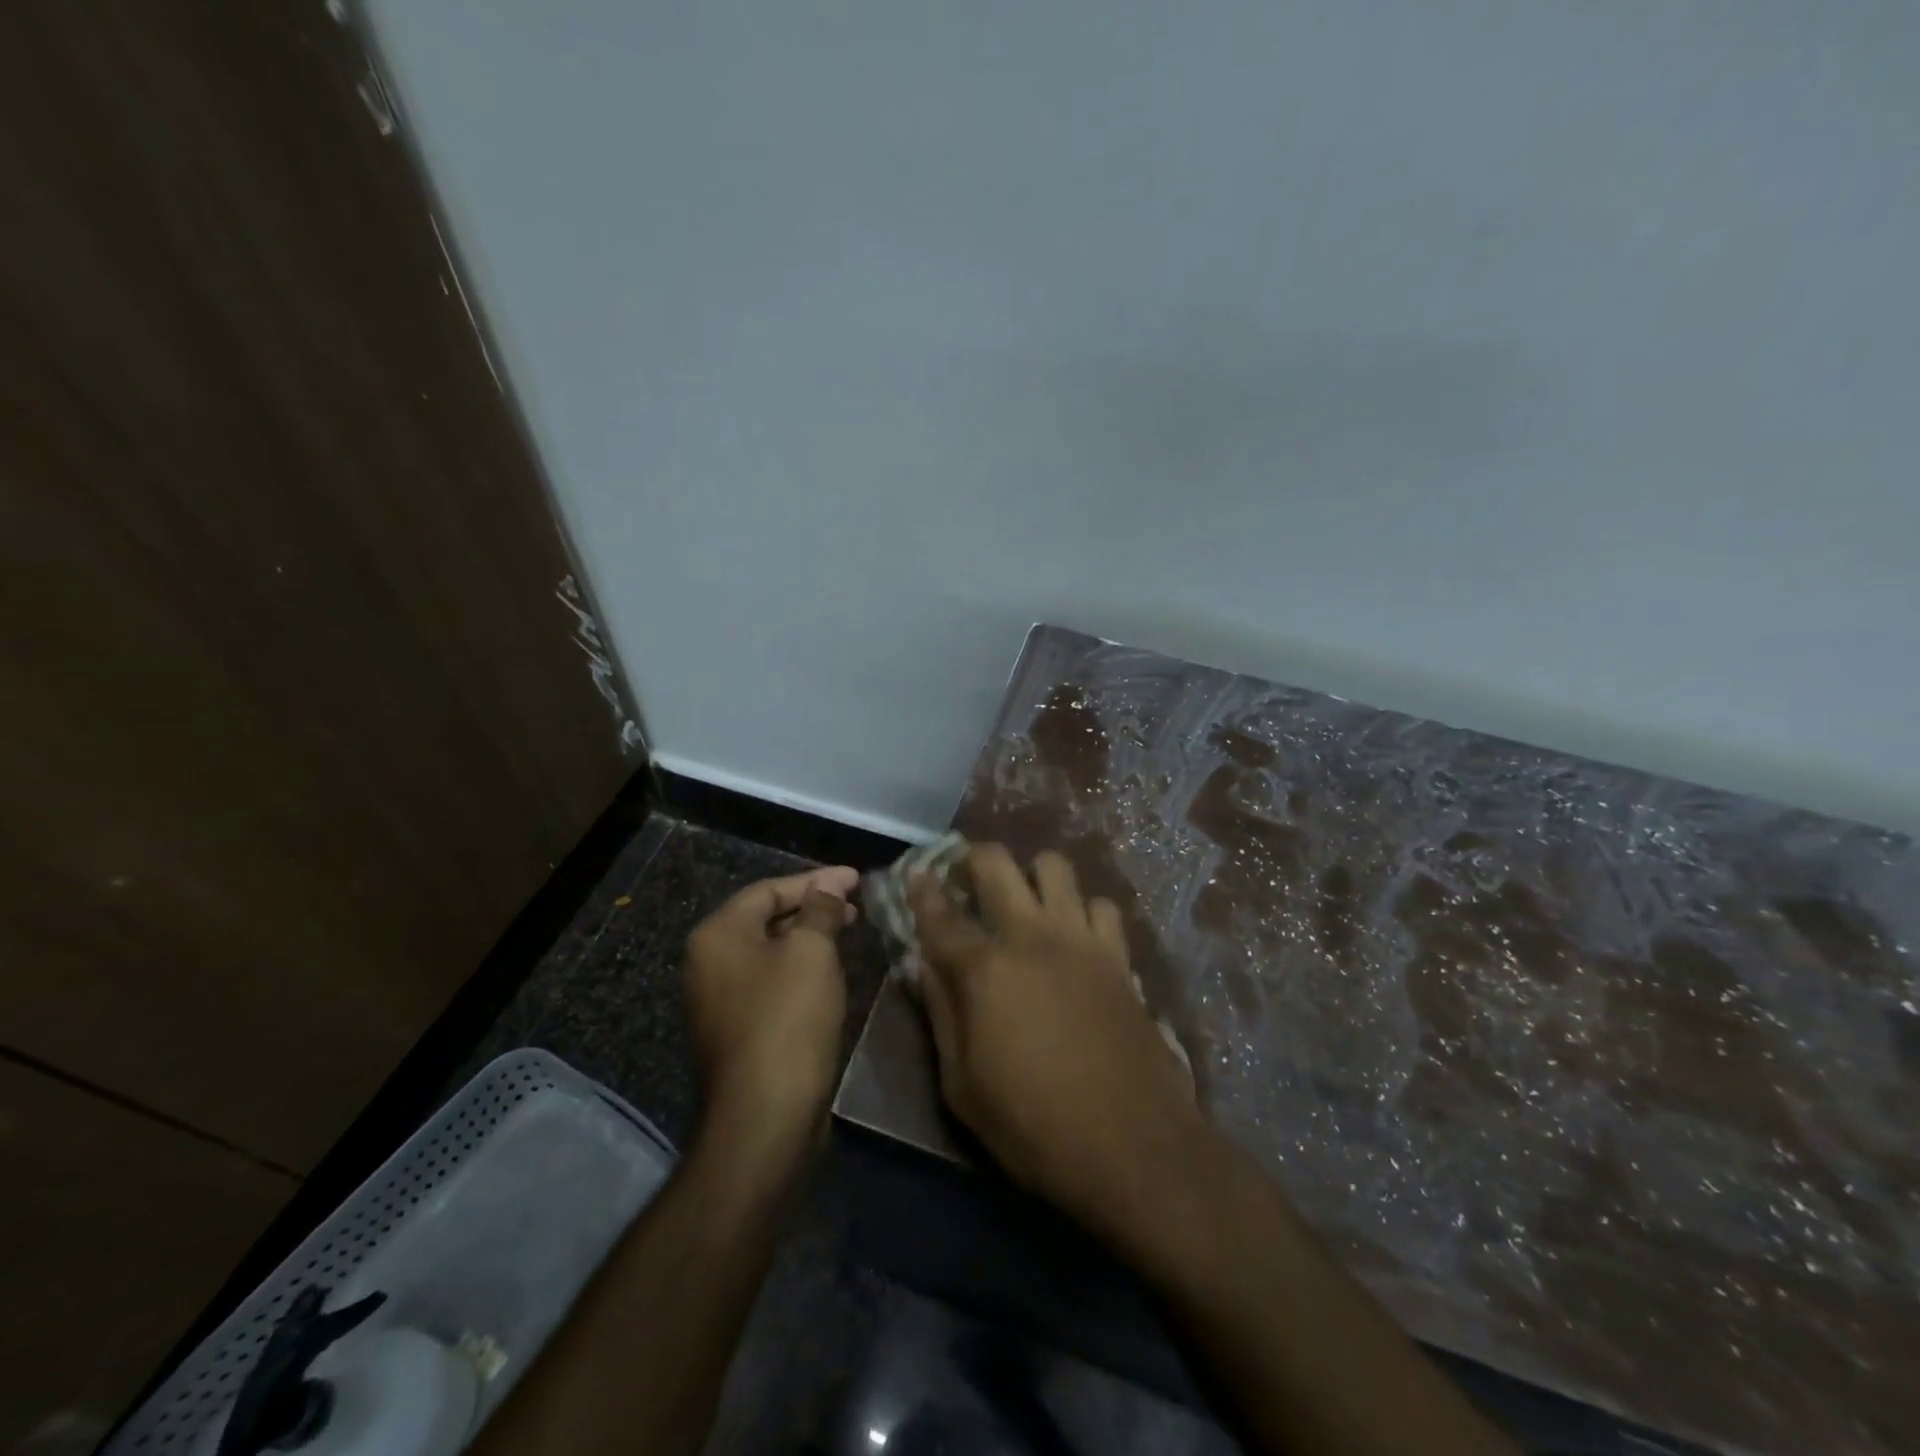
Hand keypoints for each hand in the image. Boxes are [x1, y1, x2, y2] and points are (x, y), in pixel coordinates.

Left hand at [684, 866, 857, 1152]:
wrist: (765, 1116)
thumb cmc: (787, 1020)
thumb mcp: (811, 952)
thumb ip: (820, 910)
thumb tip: (828, 888)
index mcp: (718, 935)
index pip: (769, 889)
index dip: (816, 880)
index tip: (856, 878)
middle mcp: (708, 962)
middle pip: (765, 918)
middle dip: (813, 907)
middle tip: (855, 905)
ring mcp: (718, 1000)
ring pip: (769, 952)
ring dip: (808, 938)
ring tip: (848, 932)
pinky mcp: (735, 1030)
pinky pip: (769, 982)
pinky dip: (799, 968)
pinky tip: (828, 973)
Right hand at [910, 845, 1204, 1240]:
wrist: (1133, 1146)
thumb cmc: (1034, 1125)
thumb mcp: (962, 1086)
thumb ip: (941, 1014)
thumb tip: (924, 967)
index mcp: (985, 969)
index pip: (940, 914)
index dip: (921, 890)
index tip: (914, 874)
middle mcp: (1031, 936)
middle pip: (997, 863)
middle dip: (973, 858)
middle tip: (966, 877)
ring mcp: (1081, 940)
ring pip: (1055, 867)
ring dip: (1033, 875)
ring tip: (1025, 901)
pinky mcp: (1120, 956)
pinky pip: (1102, 906)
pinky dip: (1084, 910)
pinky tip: (1077, 935)